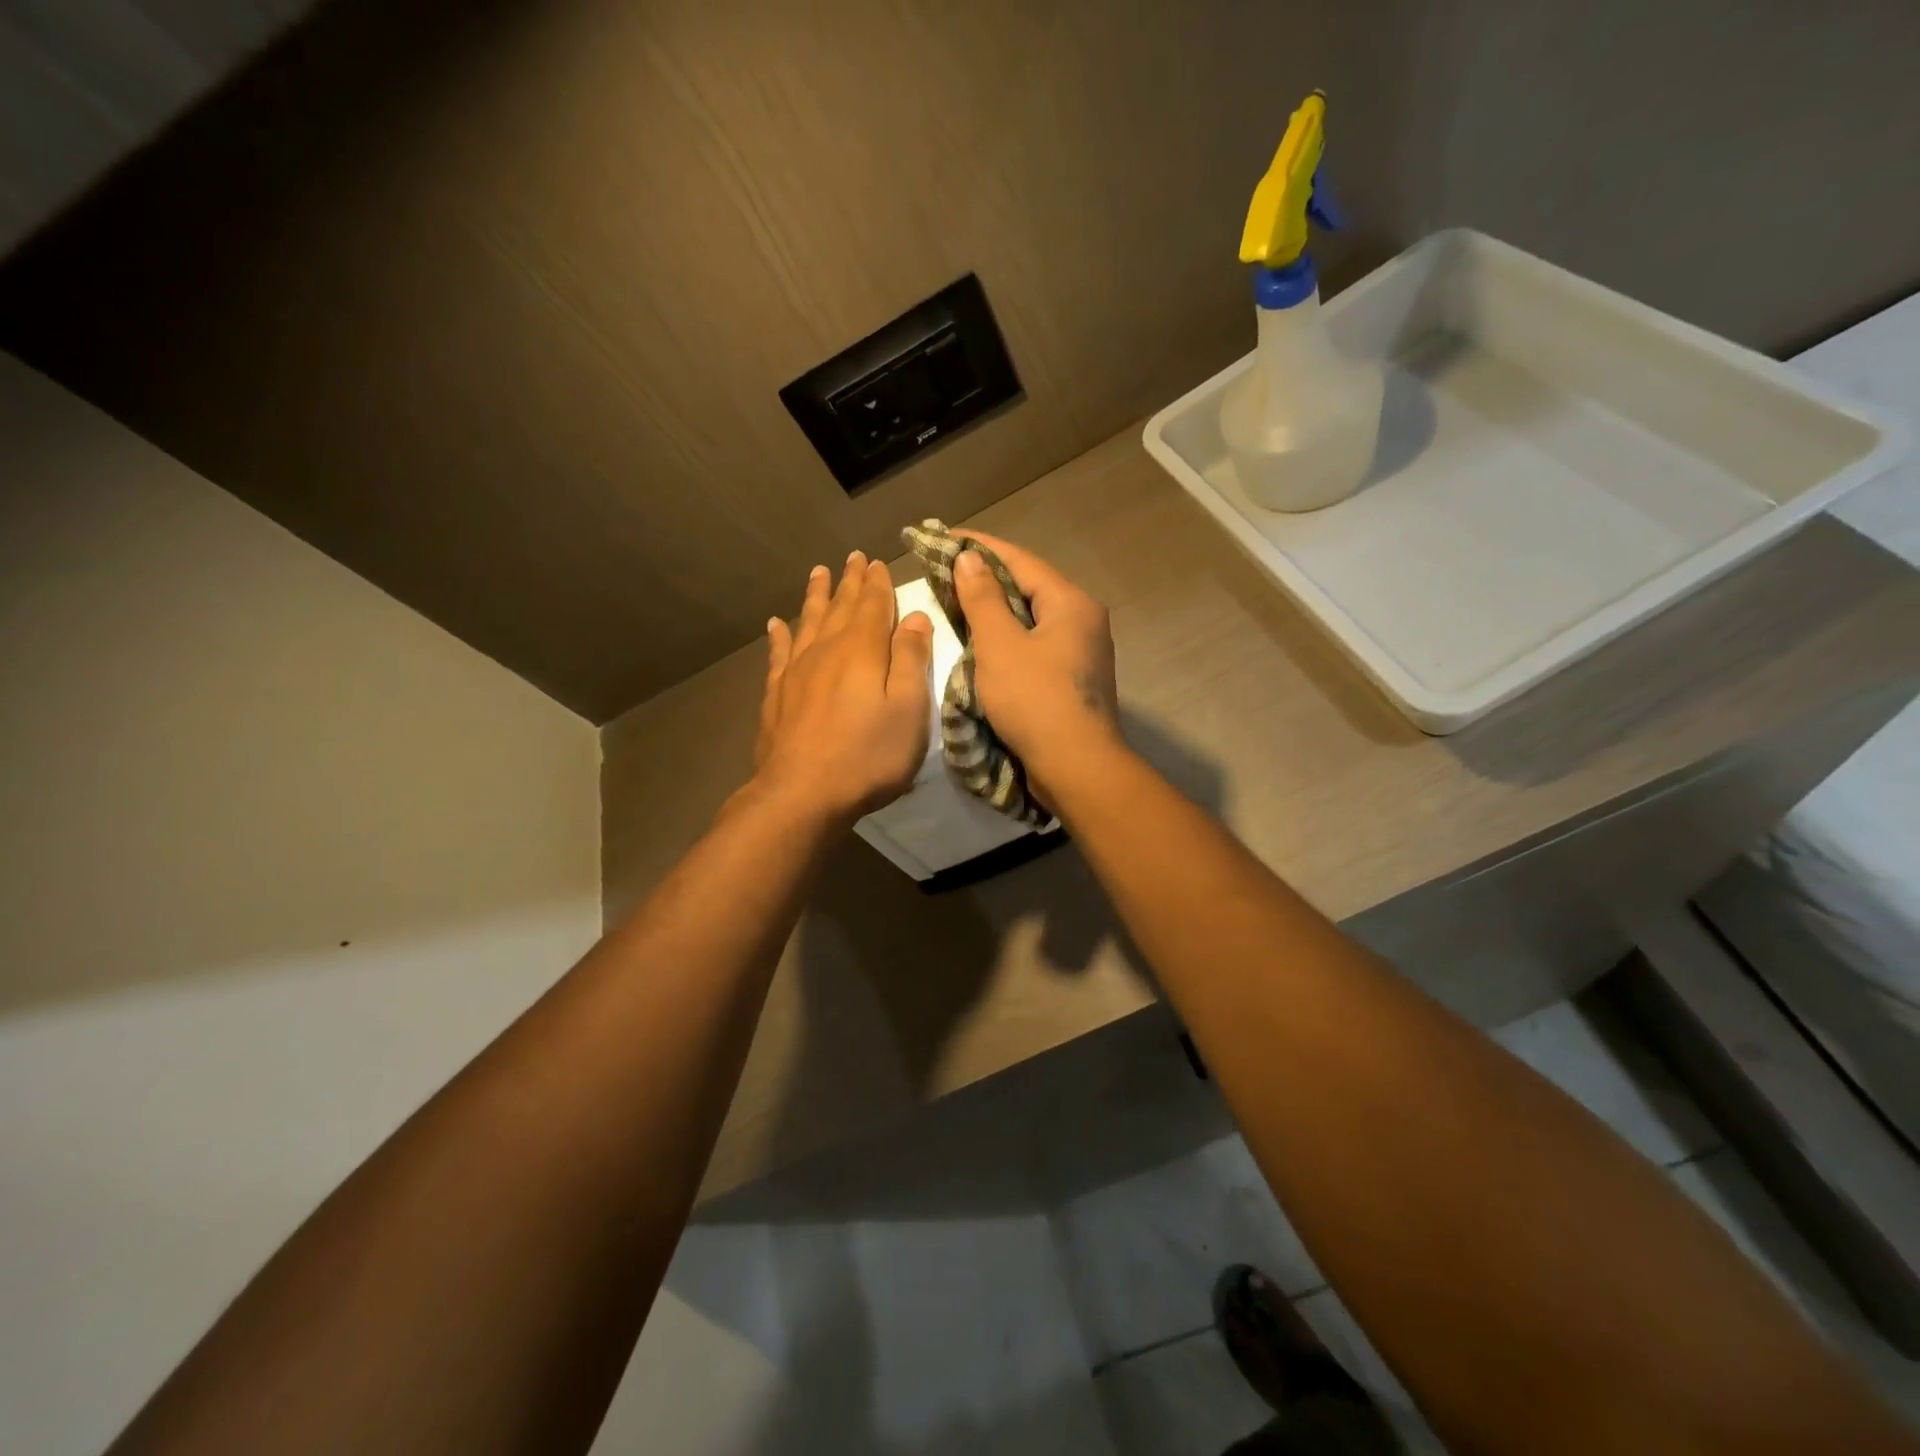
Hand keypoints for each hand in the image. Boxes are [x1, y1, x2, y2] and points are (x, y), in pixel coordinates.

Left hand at [753, 551, 933, 824]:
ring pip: (808, 622)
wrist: (803, 794)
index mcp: (862, 650)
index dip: (878, 583)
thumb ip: (911, 659)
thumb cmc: (868, 755)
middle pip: (839, 607)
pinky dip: (779, 636)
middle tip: (852, 557)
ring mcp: (796, 672)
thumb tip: (914, 616)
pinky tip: (775, 624)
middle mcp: (826, 650)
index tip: (877, 561)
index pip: (873, 605)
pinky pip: (778, 654)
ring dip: (816, 596)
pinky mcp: (776, 695)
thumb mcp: (908, 709)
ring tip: (818, 573)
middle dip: (849, 582)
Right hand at [950, 531, 1119, 803]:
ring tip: (958, 605)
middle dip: (986, 579)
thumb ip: (982, 599)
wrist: (1076, 768)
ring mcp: (1082, 652)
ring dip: (996, 611)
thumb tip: (969, 558)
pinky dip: (1008, 639)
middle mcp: (1084, 620)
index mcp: (1071, 603)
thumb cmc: (1035, 701)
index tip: (945, 537)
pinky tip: (984, 646)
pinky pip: (1036, 645)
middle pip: (1028, 588)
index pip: (1020, 561)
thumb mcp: (999, 646)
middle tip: (946, 573)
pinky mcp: (1073, 679)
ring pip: (1031, 619)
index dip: (980, 547)